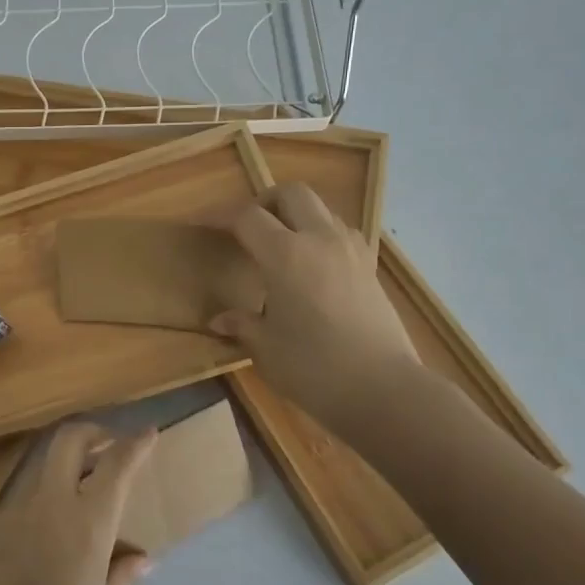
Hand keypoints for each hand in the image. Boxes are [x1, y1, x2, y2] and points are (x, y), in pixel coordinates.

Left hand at [0, 422, 154, 584]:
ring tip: (82, 495)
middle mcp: (50, 504)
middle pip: (69, 440)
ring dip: (66, 467)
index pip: (116, 465)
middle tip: (109, 444)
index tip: (149, 431)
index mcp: (88, 525)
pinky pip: (26, 500)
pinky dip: (45, 501)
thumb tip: (141, 557)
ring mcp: (16, 511)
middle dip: (93, 432)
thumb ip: (122, 577)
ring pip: (44, 467)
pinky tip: (49, 537)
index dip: (135, 443)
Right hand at [208, 182, 419, 430]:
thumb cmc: (313, 368)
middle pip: (292, 194)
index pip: (246, 217)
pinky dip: (320, 237)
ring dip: (296, 217)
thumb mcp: (266, 347)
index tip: (200, 222)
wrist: (384, 390)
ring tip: (279, 247)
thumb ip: (242, 324)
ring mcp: (351, 251)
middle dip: (265, 202)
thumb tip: (220, 320)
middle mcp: (320, 240)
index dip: (219, 215)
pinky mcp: (370, 269)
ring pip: (321, 210)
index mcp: (286, 254)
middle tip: (247, 228)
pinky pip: (341, 234)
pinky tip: (311, 268)